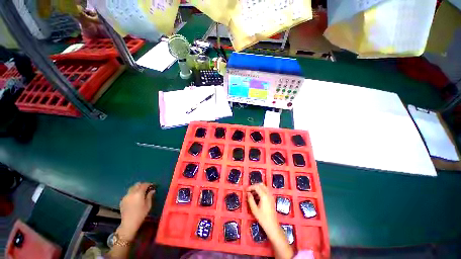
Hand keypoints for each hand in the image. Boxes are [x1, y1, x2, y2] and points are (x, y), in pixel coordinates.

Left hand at [117, 182, 154, 240]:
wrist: (129, 223)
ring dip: (136, 189)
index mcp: (139, 193)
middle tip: (146, 188)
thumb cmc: (141, 214)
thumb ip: (150, 196)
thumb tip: (152, 190)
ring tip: (140, 193)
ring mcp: (125, 197)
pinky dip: (132, 193)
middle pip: (137, 185)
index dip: (149, 184)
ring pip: (132, 188)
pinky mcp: (122, 201)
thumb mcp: (148, 205)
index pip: (144, 184)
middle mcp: (131, 193)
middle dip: (142, 185)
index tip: (152, 186)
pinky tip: (134, 199)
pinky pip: (128, 194)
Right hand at [246, 184, 278, 233]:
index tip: (246, 190)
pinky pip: (266, 190)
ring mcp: (271, 196)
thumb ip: (250, 199)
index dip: (250, 187)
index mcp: (264, 196)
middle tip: (249, 191)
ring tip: (252, 194)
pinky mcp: (272, 198)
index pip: (256, 186)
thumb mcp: (254, 209)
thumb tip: (248, 193)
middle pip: (261, 185)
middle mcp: (268, 194)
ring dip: (258, 188)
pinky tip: (257, 197)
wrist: (272, 226)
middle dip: (254, 186)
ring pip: (264, 187)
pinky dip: (261, 191)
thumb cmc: (262, 218)